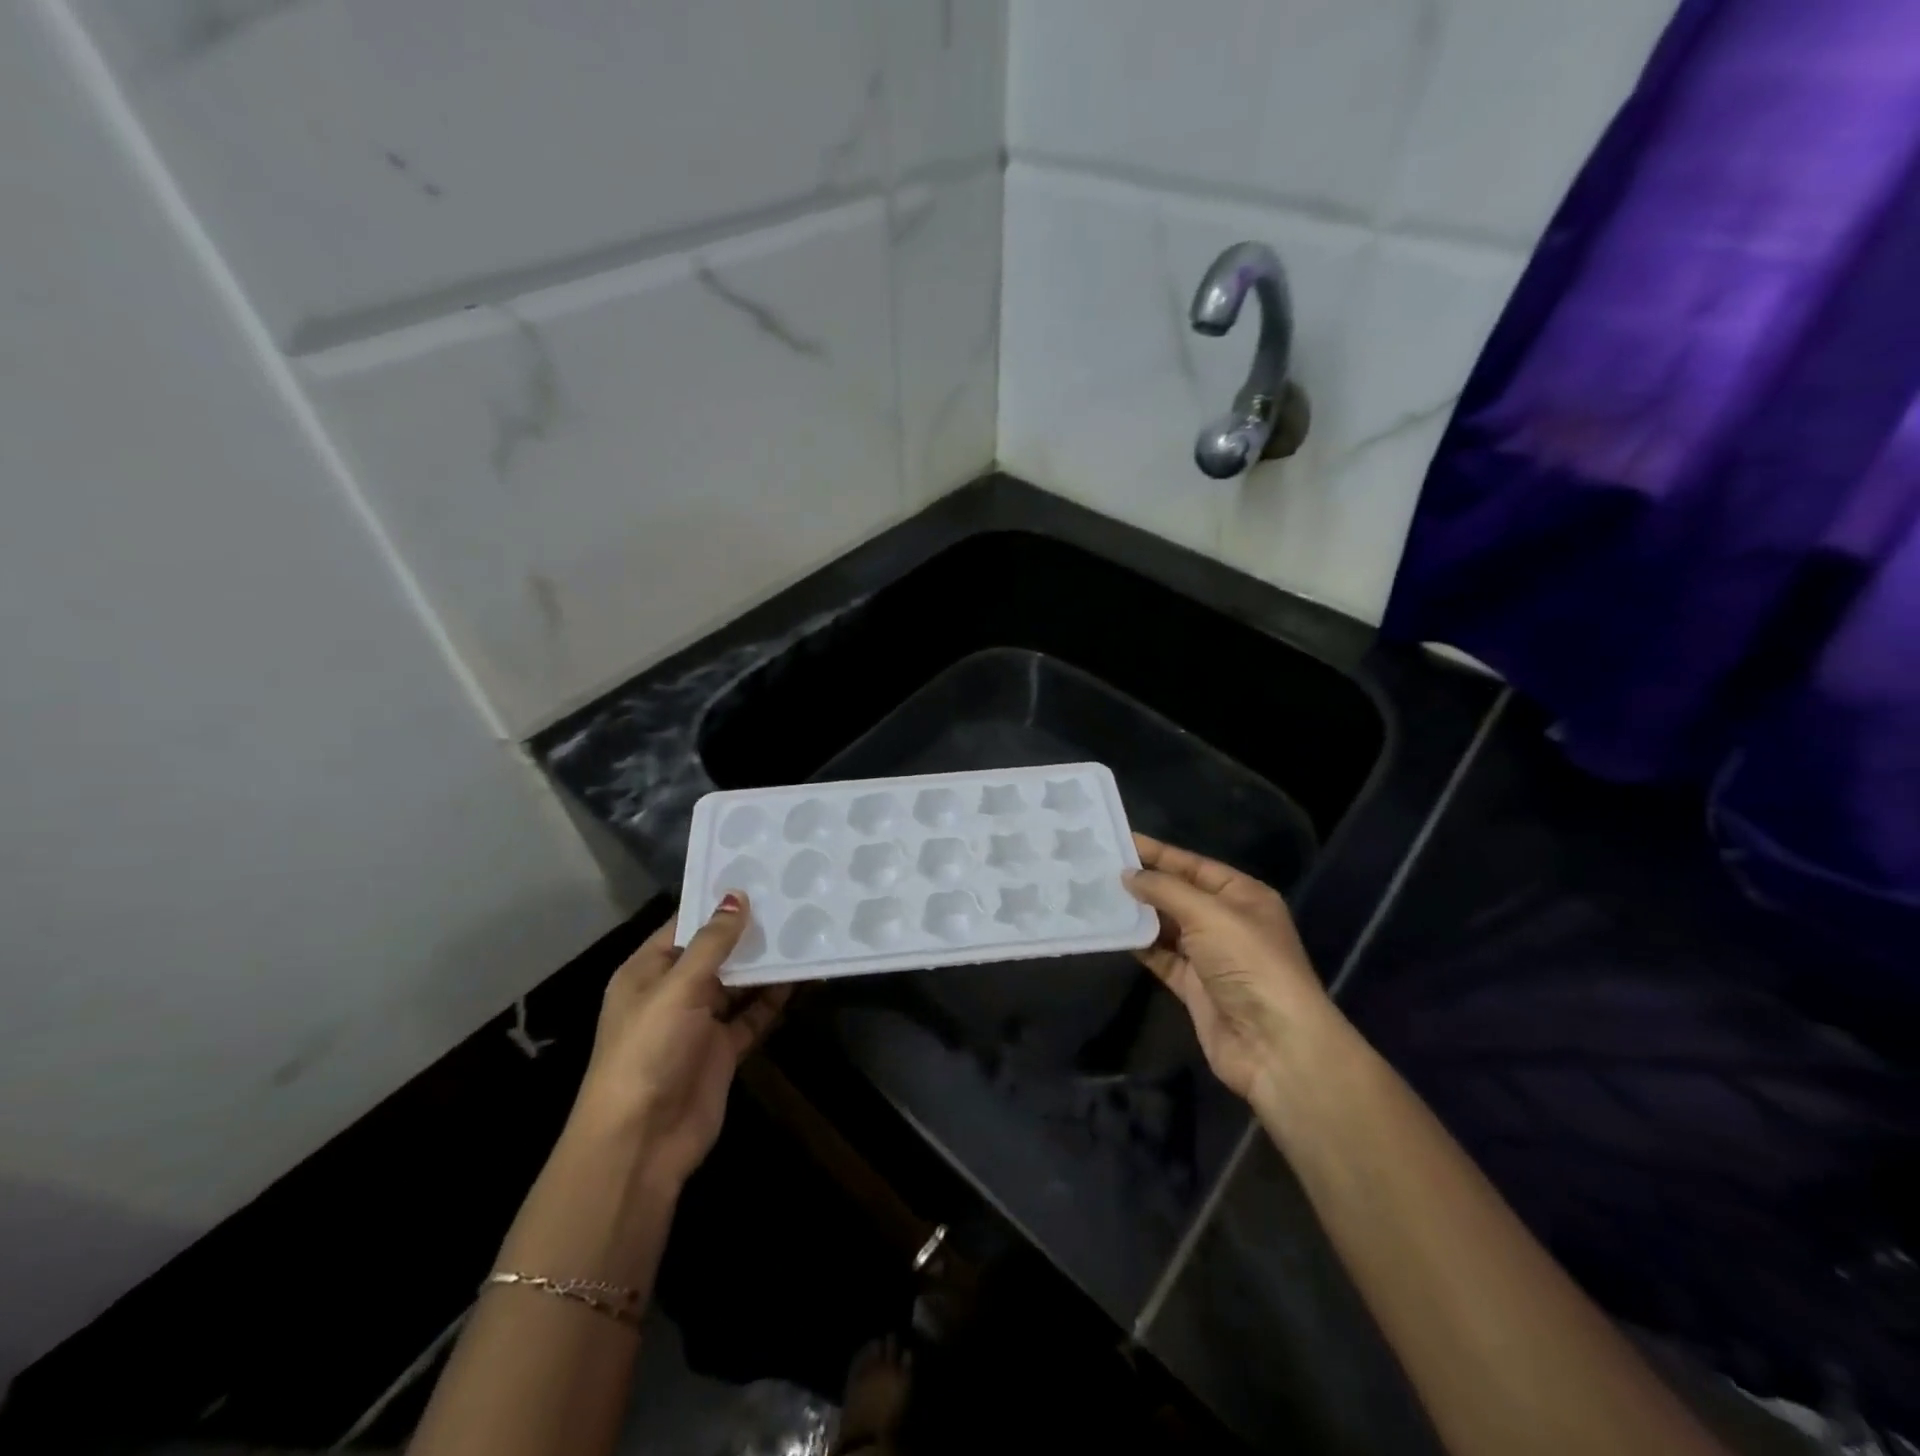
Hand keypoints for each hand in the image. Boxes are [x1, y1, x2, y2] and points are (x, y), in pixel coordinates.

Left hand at [570, 893, 790, 1189]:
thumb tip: (737, 897)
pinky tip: (803, 977)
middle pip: (715, 953)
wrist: (641, 1141)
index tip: (758, 876)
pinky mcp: (723, 1050)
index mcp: (647, 971)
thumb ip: (712, 943)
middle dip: (748, 932)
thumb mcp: (678, 988)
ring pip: (738, 983)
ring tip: (805, 931)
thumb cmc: (649, 1050)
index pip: (685, 925)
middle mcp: (673, 992)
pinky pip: (753, 1015)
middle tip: (792, 898)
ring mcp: (699, 1023)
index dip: (717, 903)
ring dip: (766, 964)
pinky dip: (775, 999)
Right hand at [1124, 834, 1334, 1102]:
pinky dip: (1138, 945)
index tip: (1118, 840)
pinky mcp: (1193, 986)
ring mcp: (1210, 956)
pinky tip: (1111, 931)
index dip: (1157, 853)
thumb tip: (1128, 875)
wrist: (1272, 1044)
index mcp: (1242, 896)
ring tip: (1096, 894)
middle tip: (1098, 867)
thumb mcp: (1209, 914)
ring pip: (1166, 926)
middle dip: (1143, 882)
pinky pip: (1160, 957)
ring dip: (1137, 913)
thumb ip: (1165, 890)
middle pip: (1178, 894)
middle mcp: (1227, 922)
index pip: (1193, 866)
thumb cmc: (1248, 963)